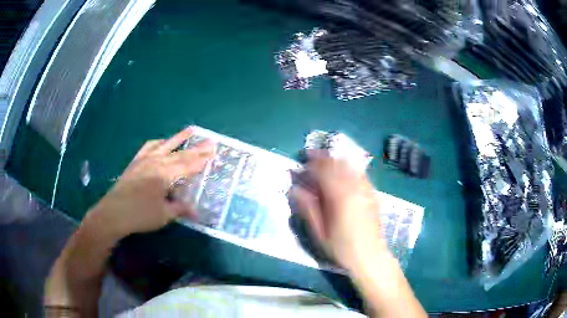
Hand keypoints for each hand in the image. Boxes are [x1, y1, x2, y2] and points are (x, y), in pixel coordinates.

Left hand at [86, 127, 215, 239]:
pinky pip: (148, 147)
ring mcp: (144, 160)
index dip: (201, 160)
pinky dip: (158, 143)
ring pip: (165, 146)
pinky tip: (161, 142)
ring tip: (190, 130)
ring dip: (179, 138)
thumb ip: (180, 209)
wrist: (113, 213)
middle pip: (180, 154)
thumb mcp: (164, 215)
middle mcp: (156, 162)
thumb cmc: (140, 215)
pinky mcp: (135, 162)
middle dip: (196, 149)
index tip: (214, 152)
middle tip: (210, 142)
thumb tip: (197, 211)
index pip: (187, 165)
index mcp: (165, 175)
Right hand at [290, 151, 387, 271]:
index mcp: (340, 196)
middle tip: (310, 158)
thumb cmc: (342, 248)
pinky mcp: (372, 193)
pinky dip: (348, 168)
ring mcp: (365, 189)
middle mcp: (354, 187)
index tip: (301, 163)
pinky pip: (359, 173)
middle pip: (337, 164)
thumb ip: (307, 208)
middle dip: (322, 158)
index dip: (311, 164)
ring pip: (349, 166)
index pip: (323, 170)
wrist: (369, 257)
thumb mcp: (319, 232)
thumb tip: (294, 189)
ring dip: (335, 161)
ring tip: (325, 162)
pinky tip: (343, 172)